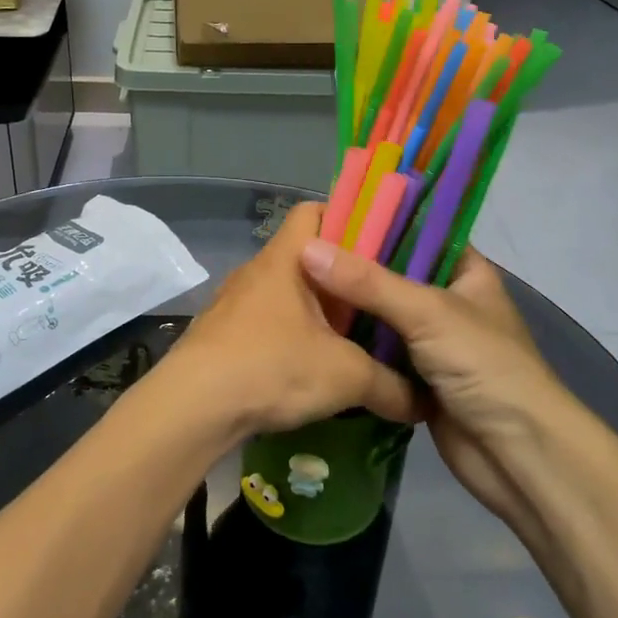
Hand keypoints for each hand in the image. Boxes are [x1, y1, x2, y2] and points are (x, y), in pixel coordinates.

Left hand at [170, 202, 421, 438]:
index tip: (379, 246)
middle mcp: (256, 271)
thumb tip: (423, 402)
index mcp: (285, 259)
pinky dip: (291, 333)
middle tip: (377, 299)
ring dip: (315, 309)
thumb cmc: (271, 367)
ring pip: (285, 291)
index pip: (314, 211)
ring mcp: (234, 301)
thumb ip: (390, 385)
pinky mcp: (222, 332)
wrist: (193, 405)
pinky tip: (309, 365)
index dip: (347, 219)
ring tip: (350, 337)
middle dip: (341, 275)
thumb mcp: (344, 376)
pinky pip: (266, 320)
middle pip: (304, 255)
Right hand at [299, 241, 576, 526]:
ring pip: (381, 314)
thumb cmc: (484, 366)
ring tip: (296, 283)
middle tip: (301, 250)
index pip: (419, 232)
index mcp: (466, 272)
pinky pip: (376, 351)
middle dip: (353, 267)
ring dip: (348, 307)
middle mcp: (448, 300)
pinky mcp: (415, 378)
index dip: (378, 221)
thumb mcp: (427, 312)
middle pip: (393, 274)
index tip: (328, 216)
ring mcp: (432, 341)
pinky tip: (313, 328)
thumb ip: (368, 282)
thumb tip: (307, 249)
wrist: (517, 455)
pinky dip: (352, 344)